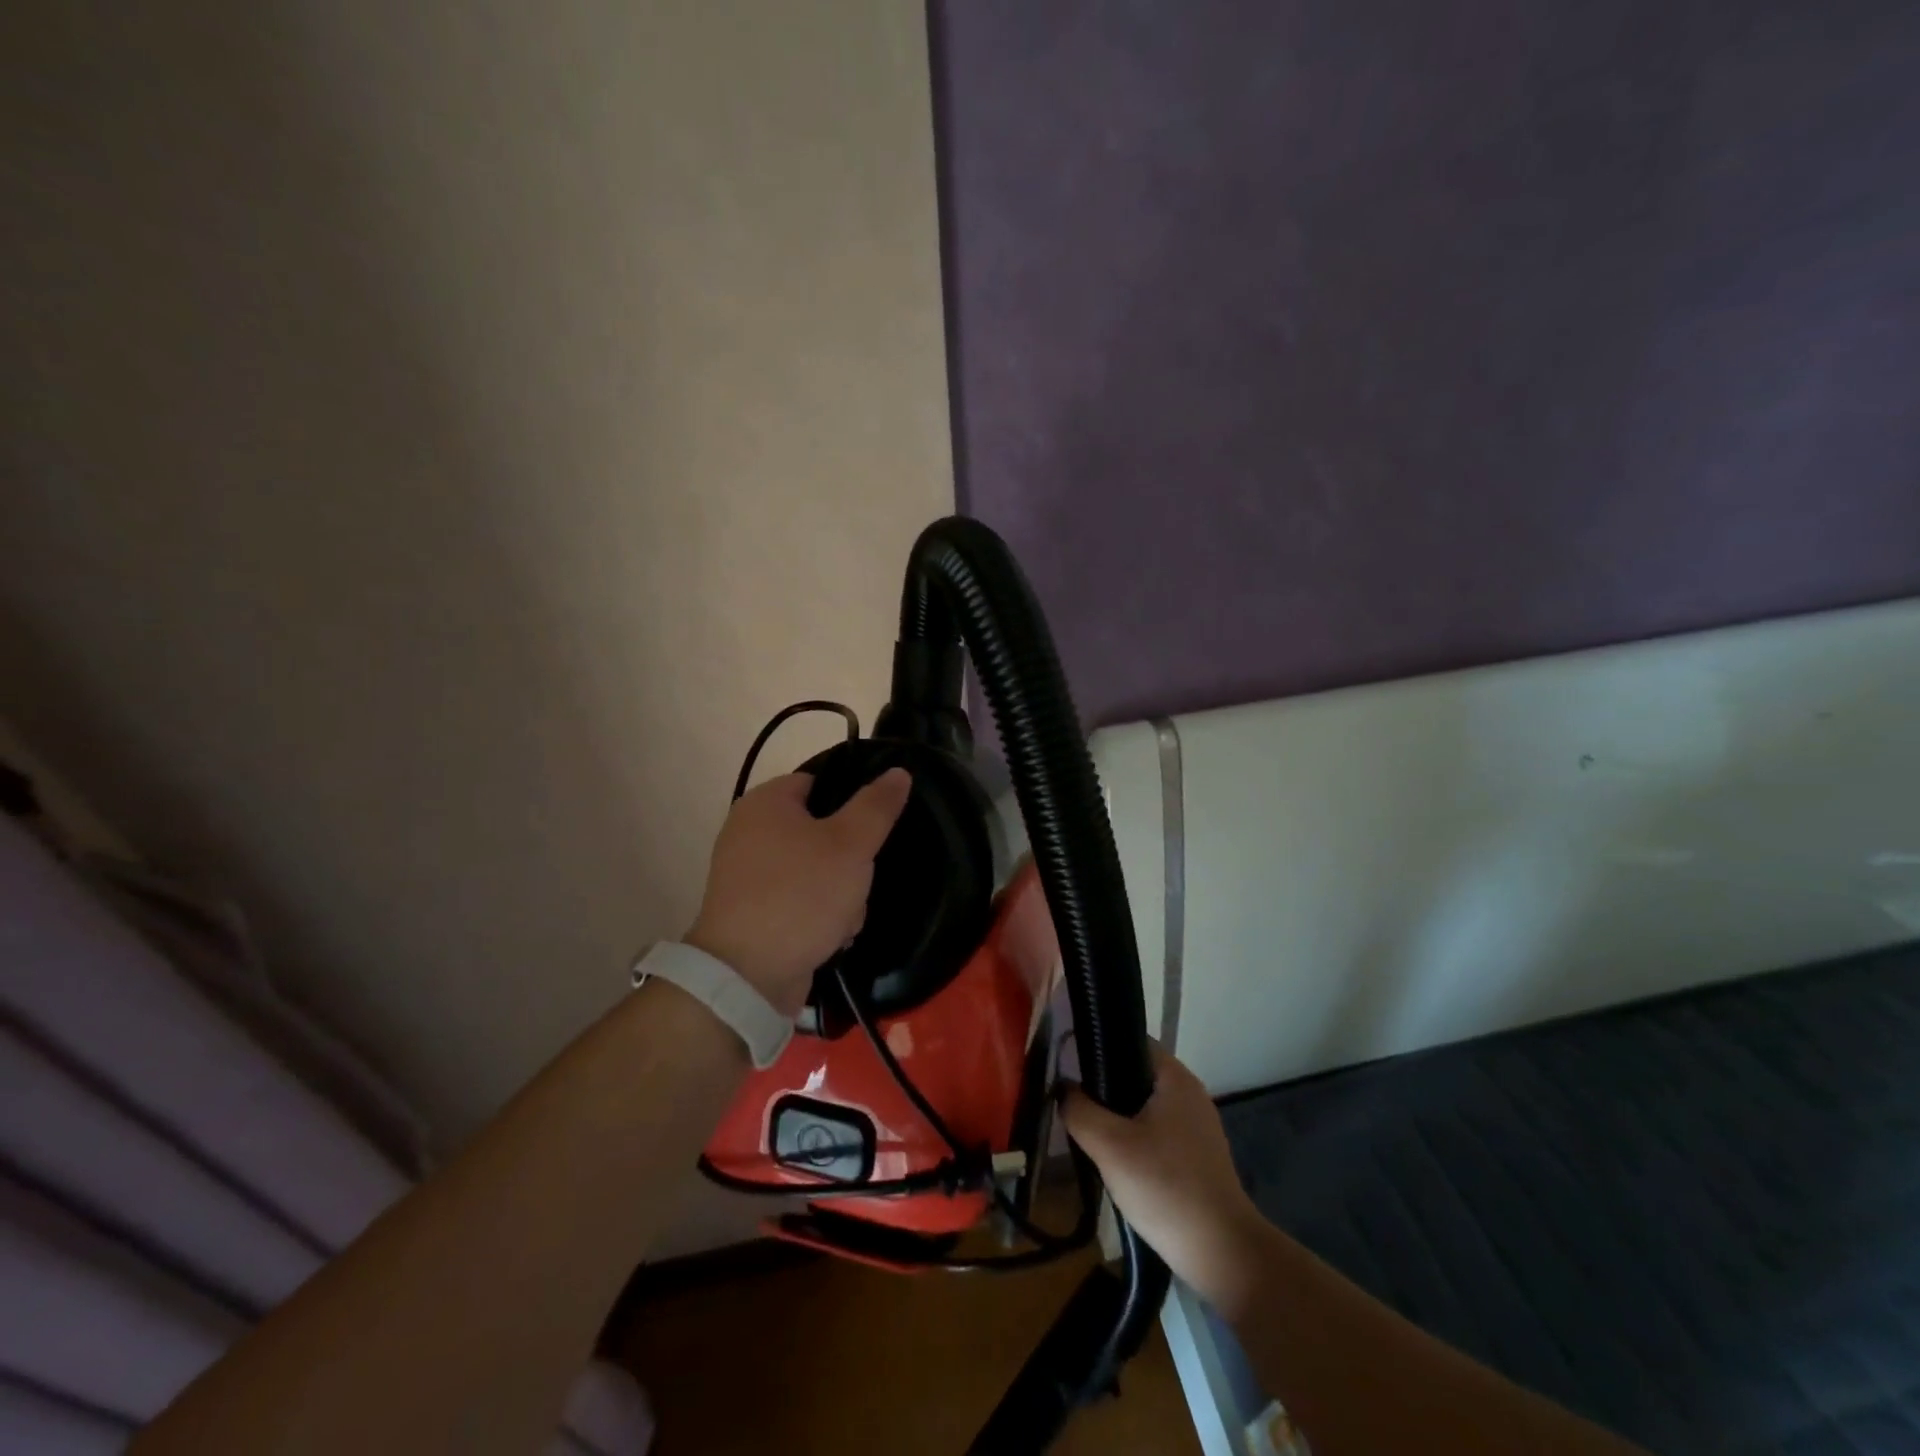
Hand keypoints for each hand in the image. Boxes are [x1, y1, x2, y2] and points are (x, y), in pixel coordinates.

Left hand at [685, 769, 911, 1017]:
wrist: (747, 976)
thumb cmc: (801, 895)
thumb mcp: (850, 844)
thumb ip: (876, 806)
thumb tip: (898, 771)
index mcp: (765, 803)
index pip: (819, 783)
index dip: (852, 803)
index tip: (874, 829)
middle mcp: (749, 832)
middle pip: (822, 831)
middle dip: (850, 861)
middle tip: (858, 881)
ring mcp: (748, 875)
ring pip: (816, 870)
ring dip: (841, 894)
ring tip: (845, 918)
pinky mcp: (752, 913)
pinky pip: (799, 900)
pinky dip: (818, 916)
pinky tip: (831, 937)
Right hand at [1061, 1044, 1267, 1308]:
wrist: (1222, 1254)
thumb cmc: (1165, 1187)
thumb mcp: (1108, 1146)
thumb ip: (1079, 1110)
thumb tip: (1063, 1088)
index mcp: (1175, 1077)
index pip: (1130, 1040)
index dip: (1098, 1047)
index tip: (1070, 1068)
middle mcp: (1190, 1093)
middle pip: (1136, 1074)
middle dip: (1104, 1088)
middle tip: (1076, 1108)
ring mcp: (1198, 1126)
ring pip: (1144, 1107)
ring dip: (1118, 1118)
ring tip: (1091, 1137)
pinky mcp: (1199, 1156)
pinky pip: (1158, 1133)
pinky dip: (1136, 1140)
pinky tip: (1119, 1165)